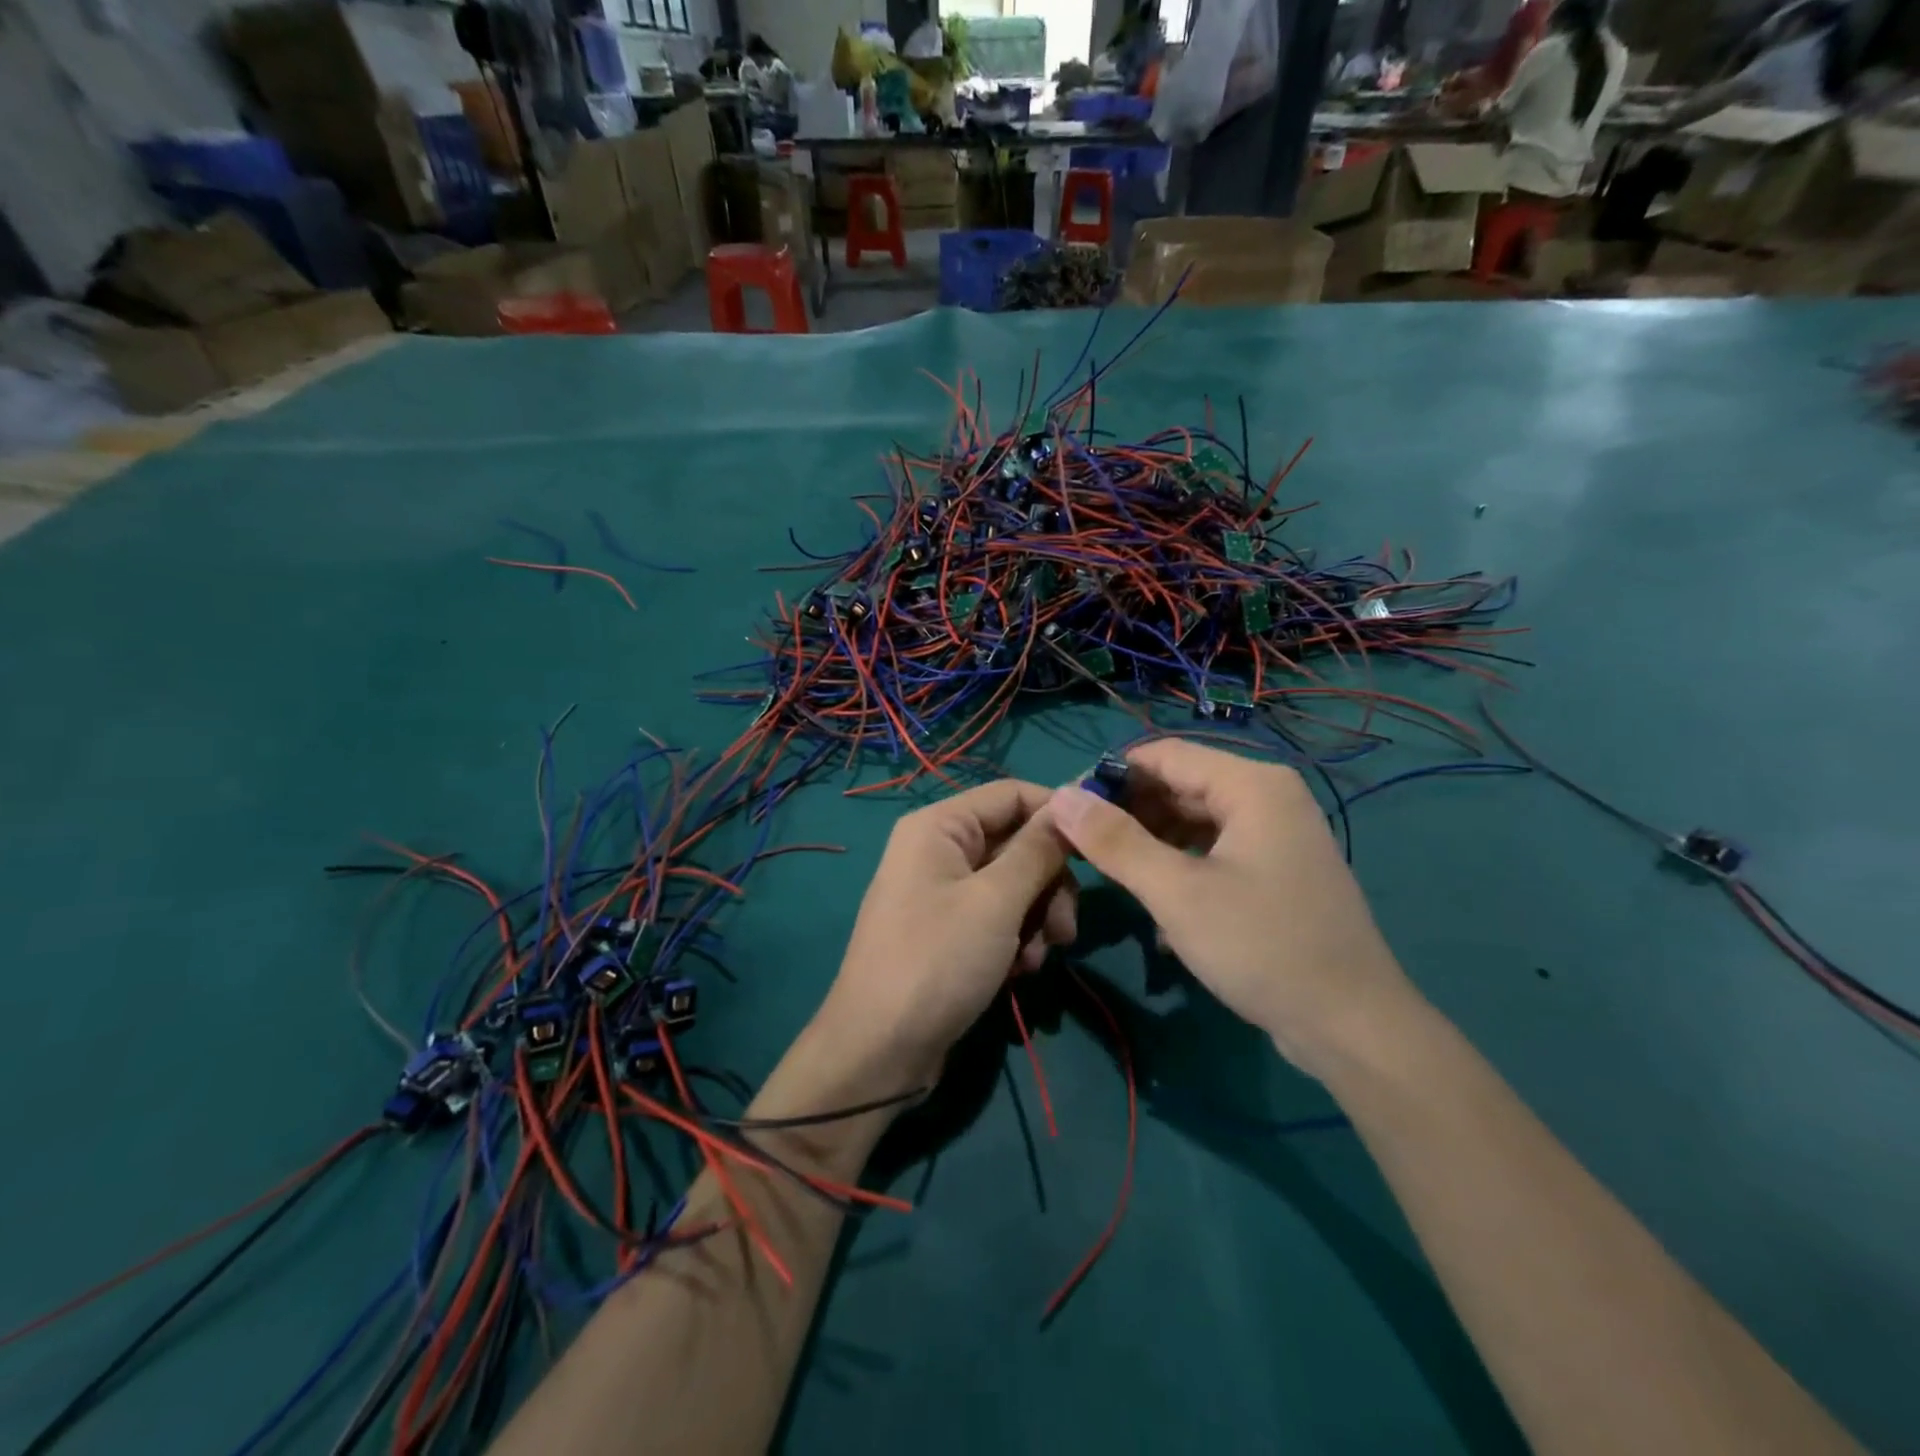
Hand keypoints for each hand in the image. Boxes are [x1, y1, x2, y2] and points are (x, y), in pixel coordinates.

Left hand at [813, 781, 1075, 1084]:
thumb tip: (1071, 801)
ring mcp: (943, 892)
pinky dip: (1016, 939)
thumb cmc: (937, 962)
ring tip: (1036, 959)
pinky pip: (998, 916)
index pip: (1012, 794)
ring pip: (1015, 884)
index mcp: (940, 826)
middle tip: (1065, 928)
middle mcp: (939, 849)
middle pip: (1017, 843)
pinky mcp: (950, 930)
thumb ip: (1038, 850)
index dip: (1057, 814)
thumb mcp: (996, 901)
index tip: (1099, 848)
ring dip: (1037, 918)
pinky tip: (1019, 973)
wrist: (881, 1051)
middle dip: (1049, 884)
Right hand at [1047, 740, 1417, 1076]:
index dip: (1110, 774)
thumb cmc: (1262, 946)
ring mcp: (1277, 835)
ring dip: (1152, 844)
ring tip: (1112, 875)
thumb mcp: (1177, 893)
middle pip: (1180, 785)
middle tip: (1080, 845)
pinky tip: (1159, 908)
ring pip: (1195, 822)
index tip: (1066, 806)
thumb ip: (1115, 842)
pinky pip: (1215, 852)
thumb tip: (1060, 796)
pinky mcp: (1277, 871)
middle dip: (1129, 813)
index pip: (1163, 755)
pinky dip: (1181, 868)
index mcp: (1251, 785)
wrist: (1352, 1026)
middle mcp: (1267, 797)